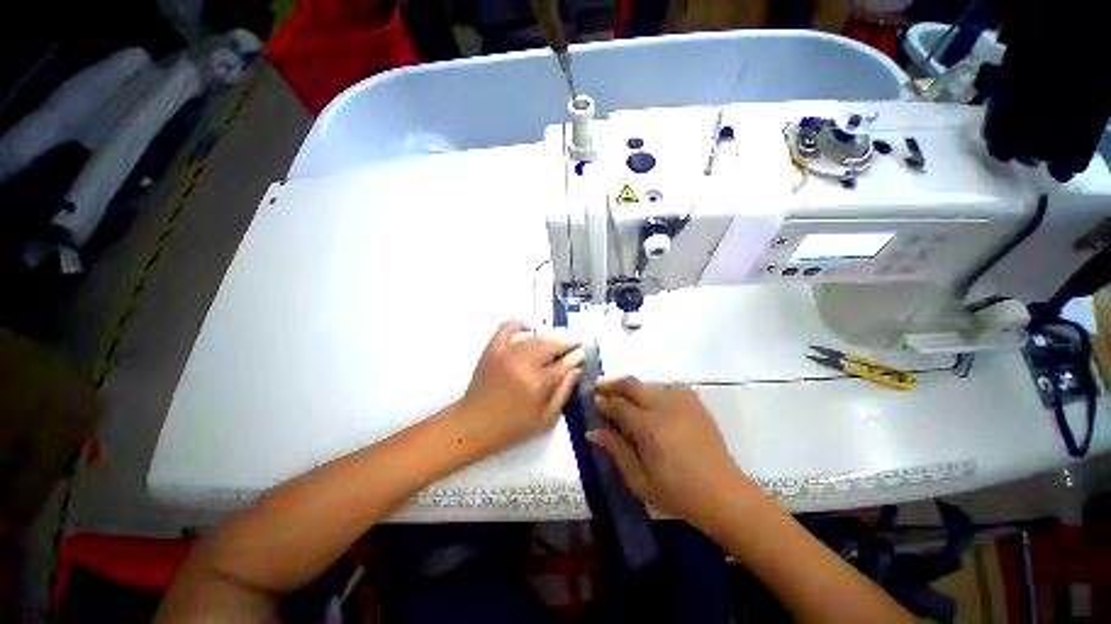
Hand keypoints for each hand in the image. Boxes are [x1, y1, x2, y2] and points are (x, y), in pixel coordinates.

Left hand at [458, 321, 583, 454]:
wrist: (473, 424)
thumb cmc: (512, 427)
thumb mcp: (545, 419)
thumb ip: (563, 393)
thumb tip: (576, 370)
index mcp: (537, 384)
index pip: (562, 364)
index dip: (575, 357)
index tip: (581, 353)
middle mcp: (523, 364)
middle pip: (551, 345)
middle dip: (567, 340)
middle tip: (576, 339)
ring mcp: (506, 353)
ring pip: (535, 337)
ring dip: (551, 335)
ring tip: (561, 336)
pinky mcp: (492, 349)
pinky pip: (507, 328)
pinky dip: (519, 323)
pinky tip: (530, 326)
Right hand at [588, 378, 747, 531]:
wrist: (723, 494)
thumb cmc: (678, 493)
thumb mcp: (639, 480)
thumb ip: (616, 450)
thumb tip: (592, 432)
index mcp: (648, 427)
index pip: (618, 405)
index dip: (603, 402)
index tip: (593, 400)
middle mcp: (663, 406)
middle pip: (631, 385)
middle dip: (612, 384)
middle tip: (599, 385)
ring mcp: (681, 401)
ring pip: (648, 385)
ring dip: (633, 389)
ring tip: (623, 397)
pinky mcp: (694, 402)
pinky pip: (667, 388)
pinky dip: (653, 392)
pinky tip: (651, 402)